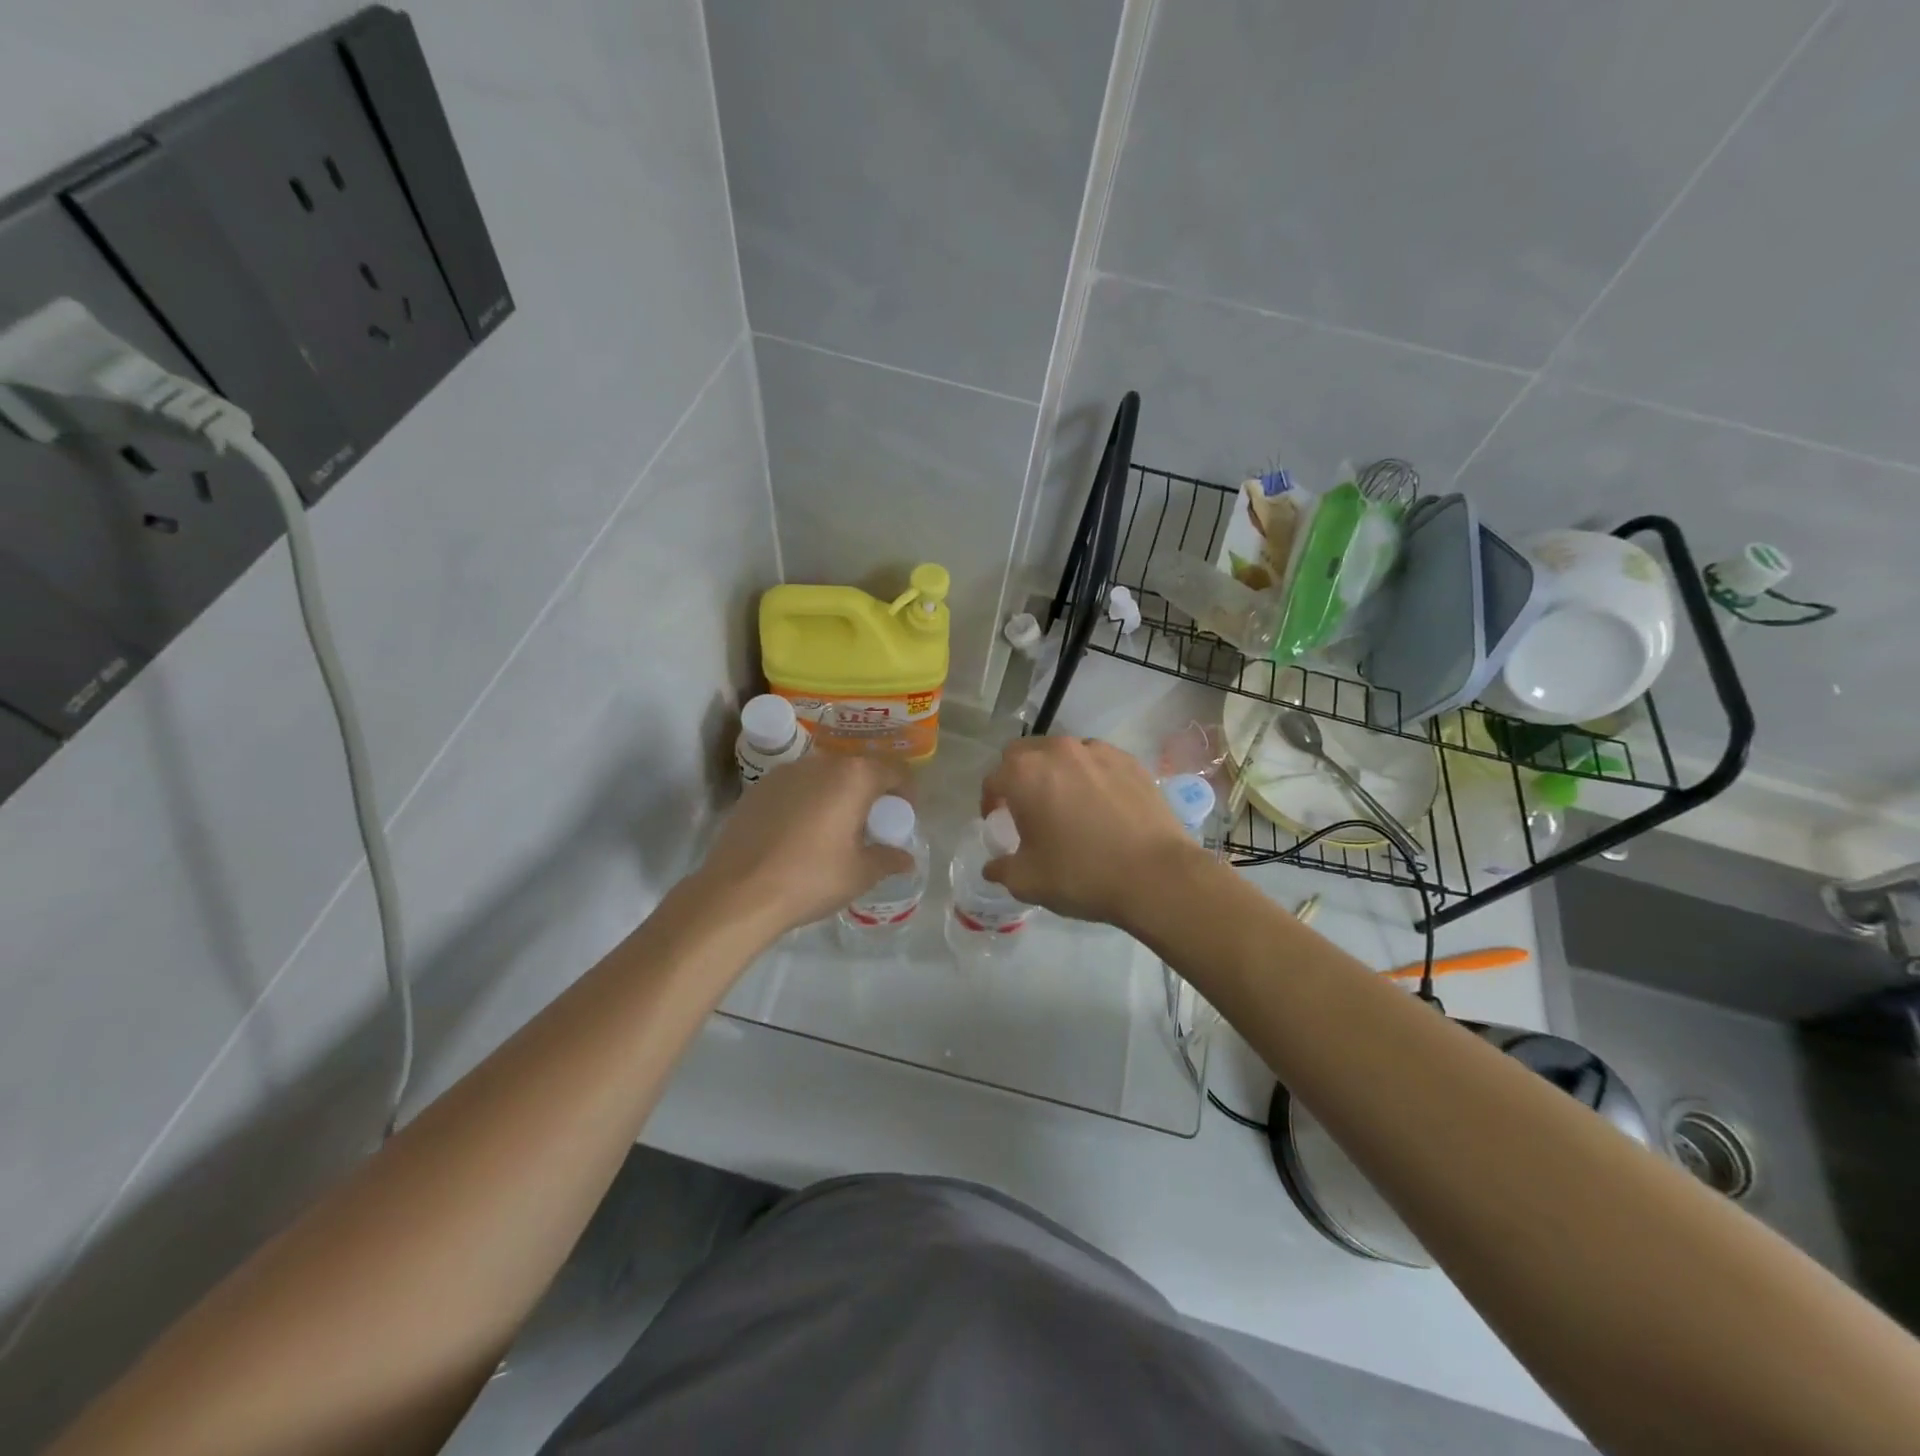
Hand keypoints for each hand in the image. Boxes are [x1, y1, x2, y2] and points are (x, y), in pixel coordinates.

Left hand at [695, 752, 914, 936]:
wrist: (737, 892)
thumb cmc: (810, 878)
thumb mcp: (860, 874)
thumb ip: (888, 859)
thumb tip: (905, 859)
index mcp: (853, 777)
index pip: (894, 770)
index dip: (905, 792)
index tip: (903, 815)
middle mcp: (820, 763)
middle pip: (857, 769)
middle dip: (869, 793)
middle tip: (871, 825)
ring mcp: (784, 774)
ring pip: (823, 777)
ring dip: (836, 795)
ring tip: (834, 830)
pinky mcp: (757, 789)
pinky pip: (795, 789)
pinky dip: (806, 803)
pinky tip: (799, 835)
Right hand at [979, 737, 1208, 928]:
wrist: (1156, 875)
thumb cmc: (1082, 875)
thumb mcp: (1028, 882)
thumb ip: (1002, 869)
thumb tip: (992, 867)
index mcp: (1025, 774)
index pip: (994, 779)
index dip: (991, 802)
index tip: (999, 822)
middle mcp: (1058, 751)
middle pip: (1024, 754)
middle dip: (1018, 776)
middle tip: (1027, 807)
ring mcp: (1097, 751)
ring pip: (1062, 752)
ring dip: (1055, 771)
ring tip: (1066, 803)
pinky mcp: (1130, 760)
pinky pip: (1097, 760)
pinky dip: (1090, 775)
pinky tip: (1100, 804)